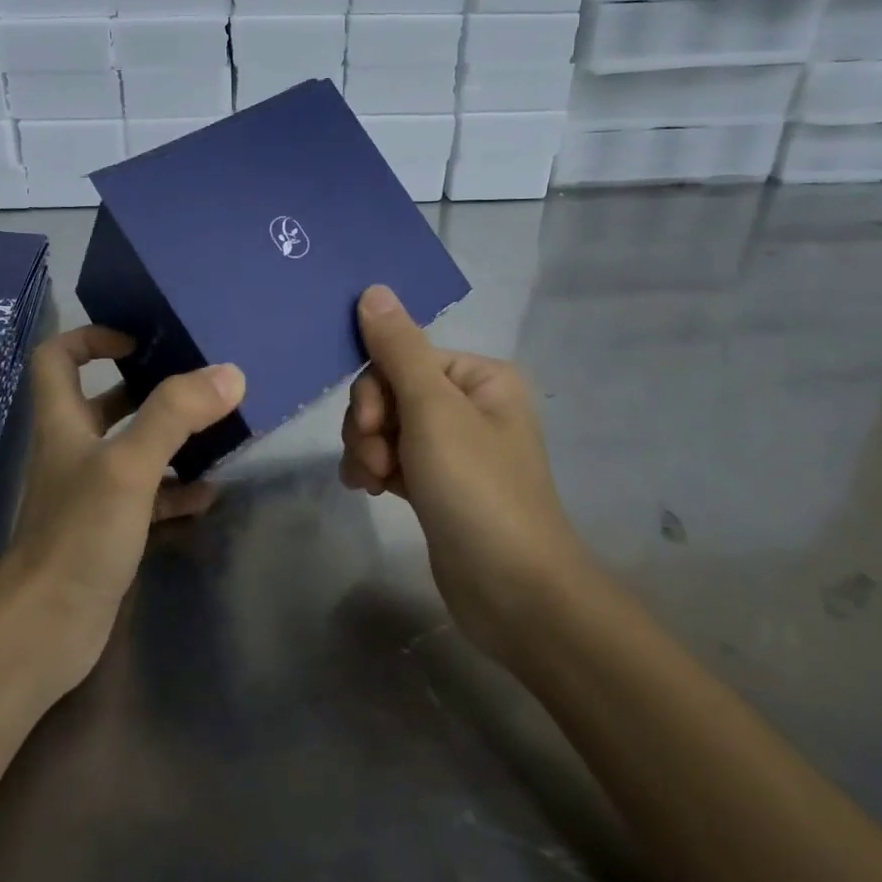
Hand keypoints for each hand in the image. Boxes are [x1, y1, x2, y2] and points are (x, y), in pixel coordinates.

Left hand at [6, 326, 244, 689]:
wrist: (45, 630)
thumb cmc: (78, 535)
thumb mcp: (128, 465)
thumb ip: (175, 416)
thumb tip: (229, 373)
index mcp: (64, 422)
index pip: (57, 357)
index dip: (90, 338)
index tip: (138, 340)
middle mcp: (74, 450)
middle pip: (104, 401)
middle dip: (148, 388)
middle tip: (198, 384)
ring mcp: (92, 492)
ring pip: (132, 449)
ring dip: (170, 438)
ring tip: (218, 431)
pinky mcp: (110, 530)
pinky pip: (149, 496)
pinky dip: (177, 488)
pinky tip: (210, 492)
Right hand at [339, 286, 587, 665]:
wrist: (513, 591)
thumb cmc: (477, 488)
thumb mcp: (433, 410)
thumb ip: (397, 348)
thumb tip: (373, 290)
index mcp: (480, 377)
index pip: (403, 357)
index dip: (375, 390)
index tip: (372, 427)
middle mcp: (469, 405)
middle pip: (390, 392)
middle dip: (371, 425)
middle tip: (378, 460)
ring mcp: (453, 448)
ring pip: (385, 427)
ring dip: (368, 450)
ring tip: (376, 483)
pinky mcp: (438, 485)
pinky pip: (392, 458)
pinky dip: (375, 469)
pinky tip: (370, 491)